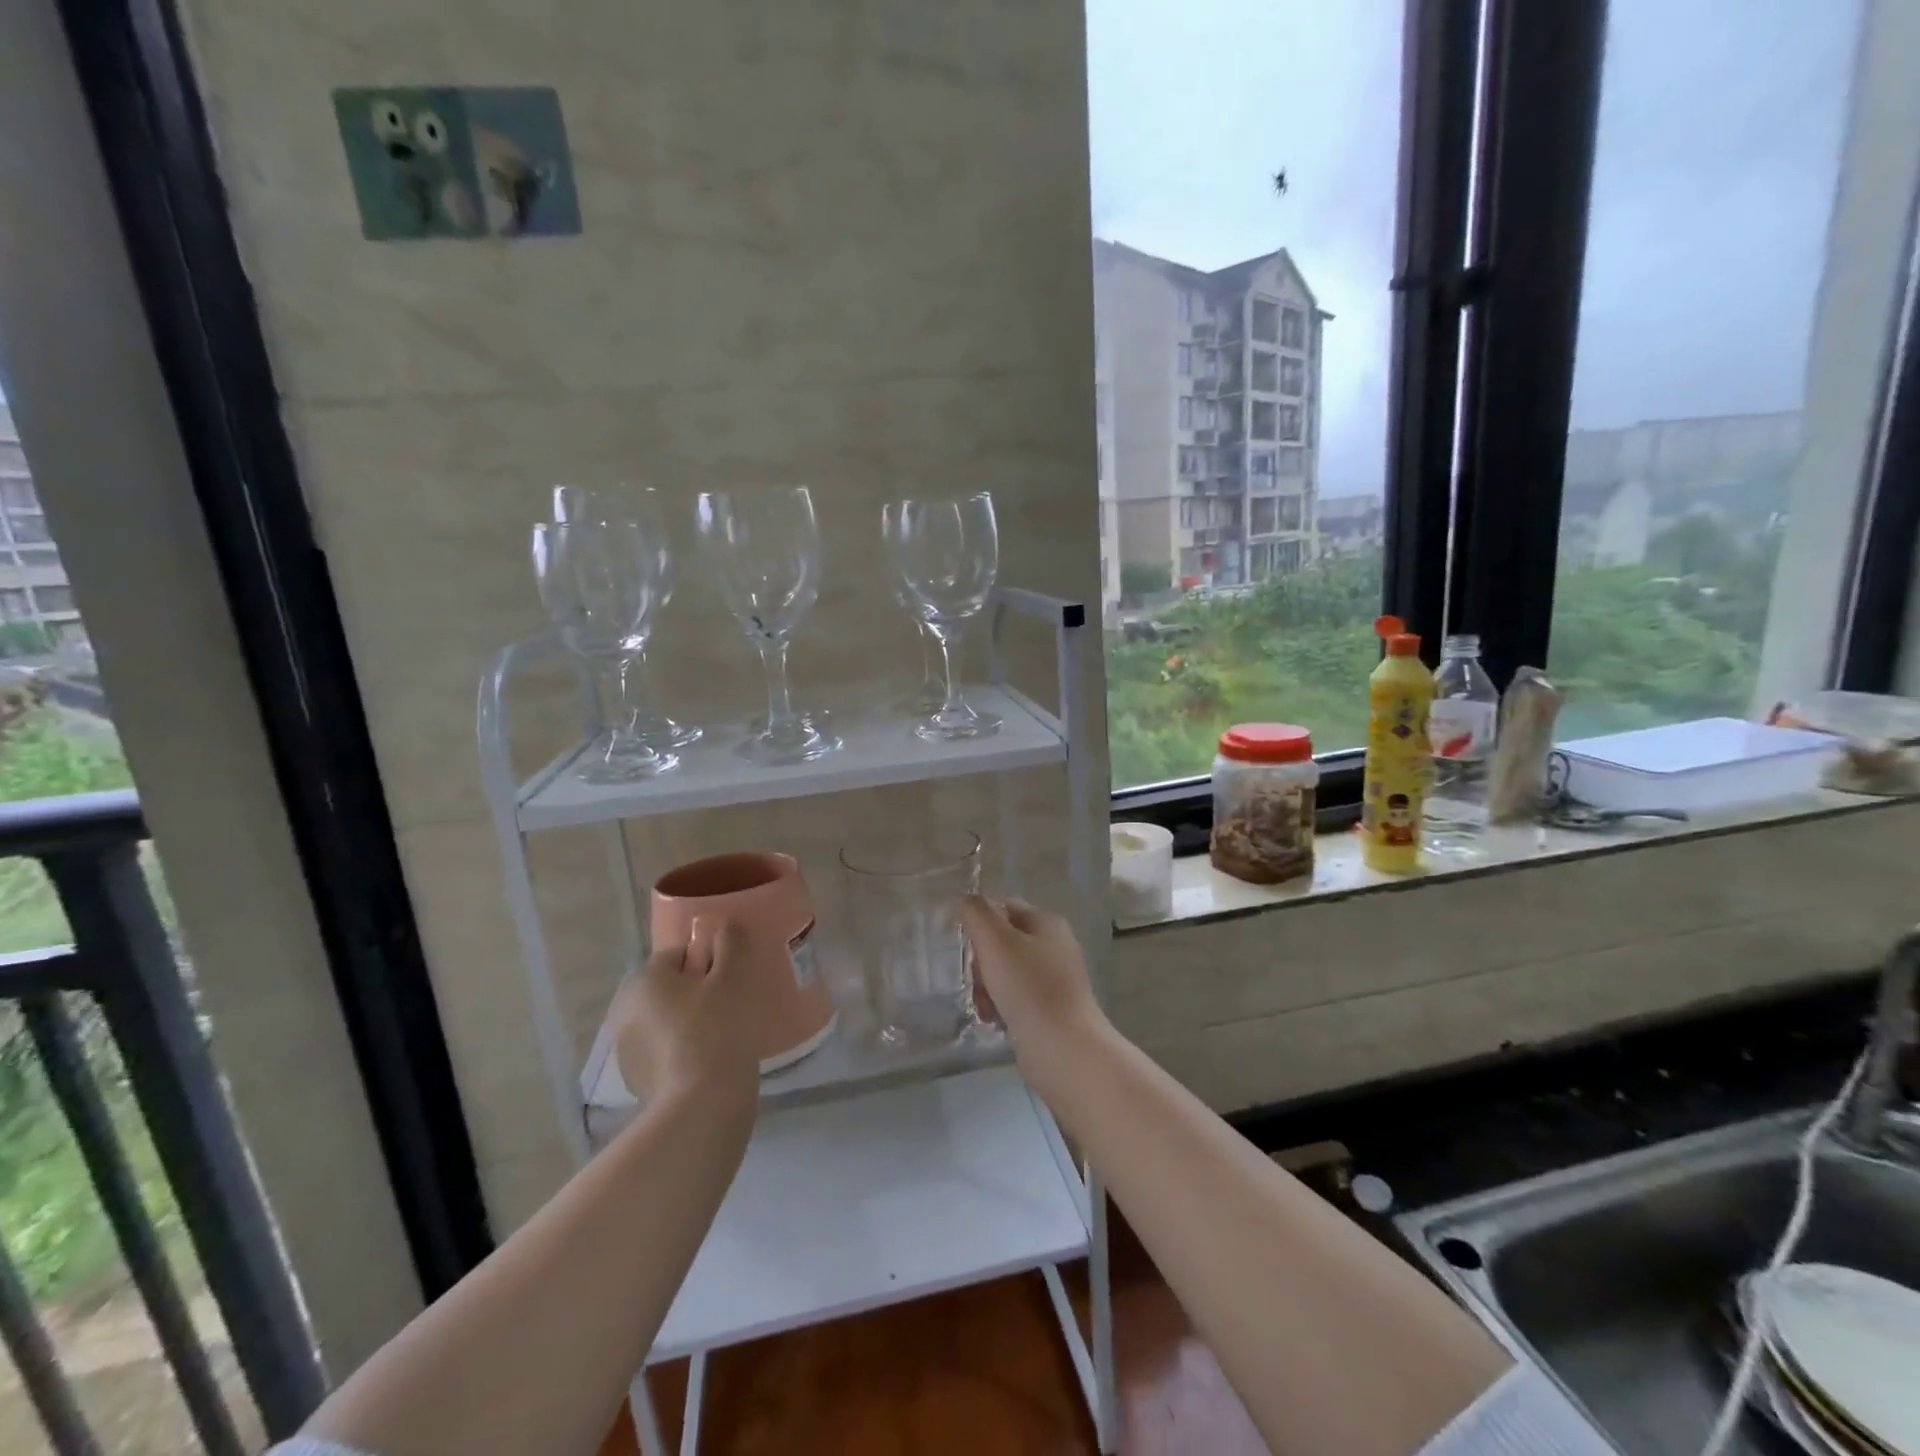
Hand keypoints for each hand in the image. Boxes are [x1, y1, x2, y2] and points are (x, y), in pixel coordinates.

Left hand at [610, 918, 763, 1107]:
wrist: (702, 1105)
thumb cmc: (718, 1028)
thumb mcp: (733, 977)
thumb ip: (730, 943)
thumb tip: (725, 925)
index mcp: (645, 979)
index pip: (678, 953)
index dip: (708, 959)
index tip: (731, 976)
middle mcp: (625, 1009)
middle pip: (668, 987)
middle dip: (695, 991)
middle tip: (730, 1003)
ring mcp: (626, 1050)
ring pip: (664, 1020)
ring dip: (687, 1021)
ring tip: (722, 1035)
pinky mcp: (636, 1081)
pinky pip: (663, 1051)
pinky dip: (682, 1050)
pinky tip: (708, 1061)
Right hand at [960, 896, 1106, 1068]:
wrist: (1064, 1048)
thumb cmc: (1029, 988)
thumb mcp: (996, 942)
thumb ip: (977, 914)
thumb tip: (965, 898)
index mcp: (1047, 923)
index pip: (1004, 907)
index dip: (980, 921)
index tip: (963, 943)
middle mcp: (1054, 946)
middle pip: (1002, 941)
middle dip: (982, 961)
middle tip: (978, 979)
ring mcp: (1053, 979)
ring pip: (1005, 971)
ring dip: (987, 986)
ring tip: (984, 1005)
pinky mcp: (1049, 1008)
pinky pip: (1015, 997)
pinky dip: (1000, 1005)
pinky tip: (993, 1019)